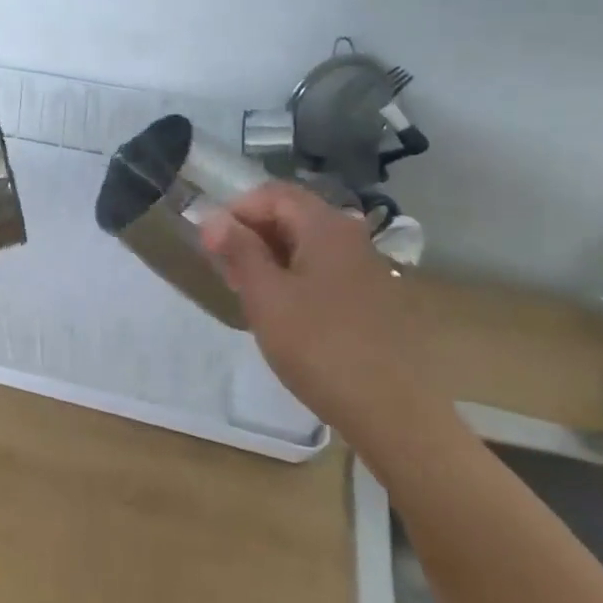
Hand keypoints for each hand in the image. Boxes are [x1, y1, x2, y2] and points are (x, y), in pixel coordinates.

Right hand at [198, 181, 427, 435]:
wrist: (391, 409)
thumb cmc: (319, 346)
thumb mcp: (266, 296)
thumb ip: (239, 251)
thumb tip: (213, 217)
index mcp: (326, 227)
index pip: (273, 193)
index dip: (236, 210)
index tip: (211, 244)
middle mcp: (351, 236)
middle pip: (293, 214)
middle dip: (252, 233)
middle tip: (225, 269)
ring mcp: (366, 267)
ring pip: (308, 244)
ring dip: (271, 256)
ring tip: (248, 292)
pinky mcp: (372, 297)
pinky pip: (325, 269)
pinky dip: (295, 276)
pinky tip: (284, 312)